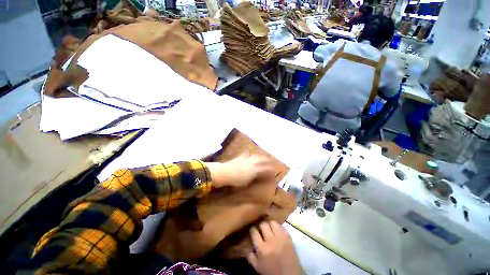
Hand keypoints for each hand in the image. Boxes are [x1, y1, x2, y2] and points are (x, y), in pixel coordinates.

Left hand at [207, 155, 274, 187]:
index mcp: (256, 170)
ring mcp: (246, 159)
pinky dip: (250, 154)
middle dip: (269, 160)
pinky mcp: (239, 157)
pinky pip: (247, 154)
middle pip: (263, 160)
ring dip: (262, 156)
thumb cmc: (236, 181)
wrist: (224, 172)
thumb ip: (254, 179)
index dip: (271, 170)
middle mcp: (253, 163)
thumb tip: (259, 178)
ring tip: (265, 156)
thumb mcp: (247, 183)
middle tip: (274, 160)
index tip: (275, 171)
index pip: (266, 169)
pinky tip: (250, 153)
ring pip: (256, 156)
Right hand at [247, 221, 301, 274]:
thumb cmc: (271, 270)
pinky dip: (278, 227)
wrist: (288, 272)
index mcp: (261, 247)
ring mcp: (281, 238)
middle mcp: (271, 240)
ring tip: (269, 229)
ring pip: (274, 223)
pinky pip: (283, 227)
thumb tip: (249, 247)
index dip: (252, 230)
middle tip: (261, 230)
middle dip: (261, 226)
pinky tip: (277, 232)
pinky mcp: (289, 237)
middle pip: (264, 225)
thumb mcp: (256, 266)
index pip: (254, 232)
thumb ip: (250, 256)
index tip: (253, 231)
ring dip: (270, 225)